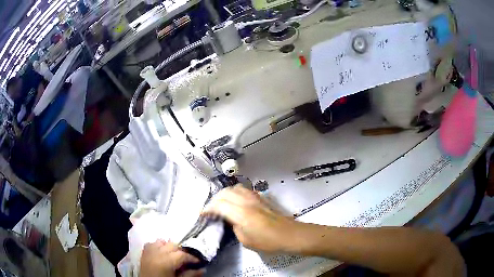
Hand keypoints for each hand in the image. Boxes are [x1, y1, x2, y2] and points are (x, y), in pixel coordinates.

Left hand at [139, 240, 203, 276]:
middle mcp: (157, 252)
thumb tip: (203, 269)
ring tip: (173, 255)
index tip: (199, 262)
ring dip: (169, 246)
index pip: (183, 254)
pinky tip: (161, 252)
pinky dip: (157, 246)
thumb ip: (190, 274)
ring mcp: (149, 251)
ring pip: (161, 241)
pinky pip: (151, 244)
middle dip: (181, 251)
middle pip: (173, 245)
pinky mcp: (143, 253)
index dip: (192, 258)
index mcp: (167, 260)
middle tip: (187, 259)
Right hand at [202, 185, 296, 252]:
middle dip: (214, 199)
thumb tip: (230, 219)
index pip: (218, 205)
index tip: (202, 214)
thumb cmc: (267, 241)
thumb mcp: (245, 239)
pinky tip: (236, 201)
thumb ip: (234, 226)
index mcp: (240, 213)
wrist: (289, 234)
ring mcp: (254, 197)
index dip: (208, 208)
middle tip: (211, 209)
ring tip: (221, 204)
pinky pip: (244, 190)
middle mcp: (246, 201)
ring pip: (234, 188)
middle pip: (225, 193)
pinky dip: (235, 193)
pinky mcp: (261, 198)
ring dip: (225, 194)